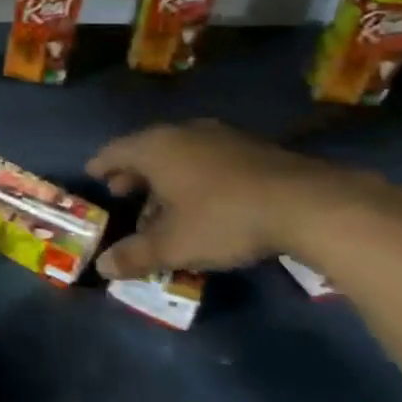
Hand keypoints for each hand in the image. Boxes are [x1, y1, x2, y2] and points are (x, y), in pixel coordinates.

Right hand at [87, 120, 391, 278]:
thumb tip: (102, 268)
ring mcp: (221, 137)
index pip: (114, 151)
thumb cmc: (223, 218)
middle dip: (134, 175)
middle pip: (147, 151)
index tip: (92, 177)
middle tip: (124, 194)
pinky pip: (208, 159)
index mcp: (154, 148)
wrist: (309, 204)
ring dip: (167, 179)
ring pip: (180, 155)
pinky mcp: (253, 148)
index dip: (100, 166)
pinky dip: (196, 177)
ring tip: (164, 207)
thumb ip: (135, 255)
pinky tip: (205, 203)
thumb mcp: (174, 244)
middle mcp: (182, 133)